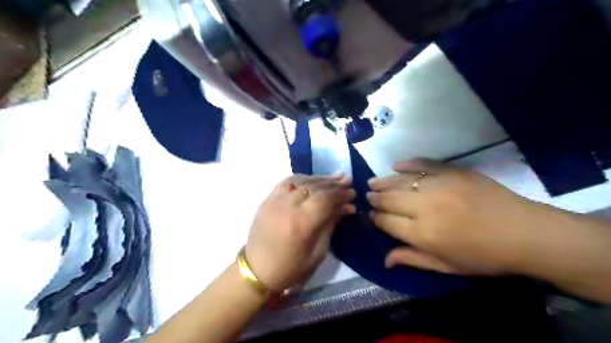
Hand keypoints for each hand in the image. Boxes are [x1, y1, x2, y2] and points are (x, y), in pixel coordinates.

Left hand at [245, 175, 356, 291]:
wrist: (257, 269)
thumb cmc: (291, 267)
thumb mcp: (318, 252)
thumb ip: (331, 225)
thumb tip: (348, 207)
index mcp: (302, 223)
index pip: (325, 198)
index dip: (341, 194)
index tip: (352, 193)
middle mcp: (288, 206)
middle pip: (315, 187)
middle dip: (333, 184)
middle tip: (347, 181)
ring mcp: (275, 200)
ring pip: (302, 181)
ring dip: (320, 178)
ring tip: (334, 178)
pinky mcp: (268, 199)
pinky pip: (287, 181)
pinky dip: (302, 178)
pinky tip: (312, 180)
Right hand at [365, 159, 545, 275]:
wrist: (524, 232)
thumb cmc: (483, 256)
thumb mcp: (447, 266)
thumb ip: (413, 260)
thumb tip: (385, 259)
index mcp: (422, 234)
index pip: (386, 222)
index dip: (376, 218)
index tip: (372, 215)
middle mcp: (423, 207)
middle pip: (389, 199)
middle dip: (375, 198)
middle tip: (369, 195)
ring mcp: (437, 186)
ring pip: (400, 181)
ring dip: (383, 182)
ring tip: (373, 182)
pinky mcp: (451, 171)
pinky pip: (422, 164)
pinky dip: (407, 164)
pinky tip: (396, 165)